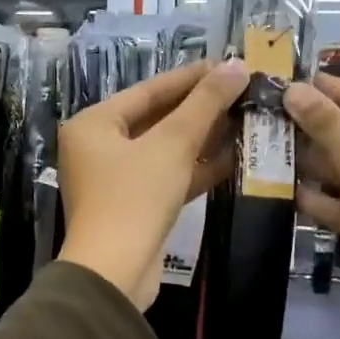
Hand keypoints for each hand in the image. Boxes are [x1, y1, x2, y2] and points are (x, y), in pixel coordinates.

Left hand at [58, 59, 250, 309]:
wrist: (115, 273)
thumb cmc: (134, 197)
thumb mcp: (172, 145)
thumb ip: (204, 104)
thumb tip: (237, 66)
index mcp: (94, 124)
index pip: (148, 90)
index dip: (191, 77)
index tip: (229, 65)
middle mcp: (98, 148)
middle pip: (156, 119)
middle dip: (200, 109)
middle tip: (243, 92)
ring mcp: (115, 180)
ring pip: (165, 150)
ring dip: (203, 138)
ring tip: (246, 120)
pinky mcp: (135, 207)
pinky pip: (168, 177)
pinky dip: (196, 168)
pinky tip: (234, 157)